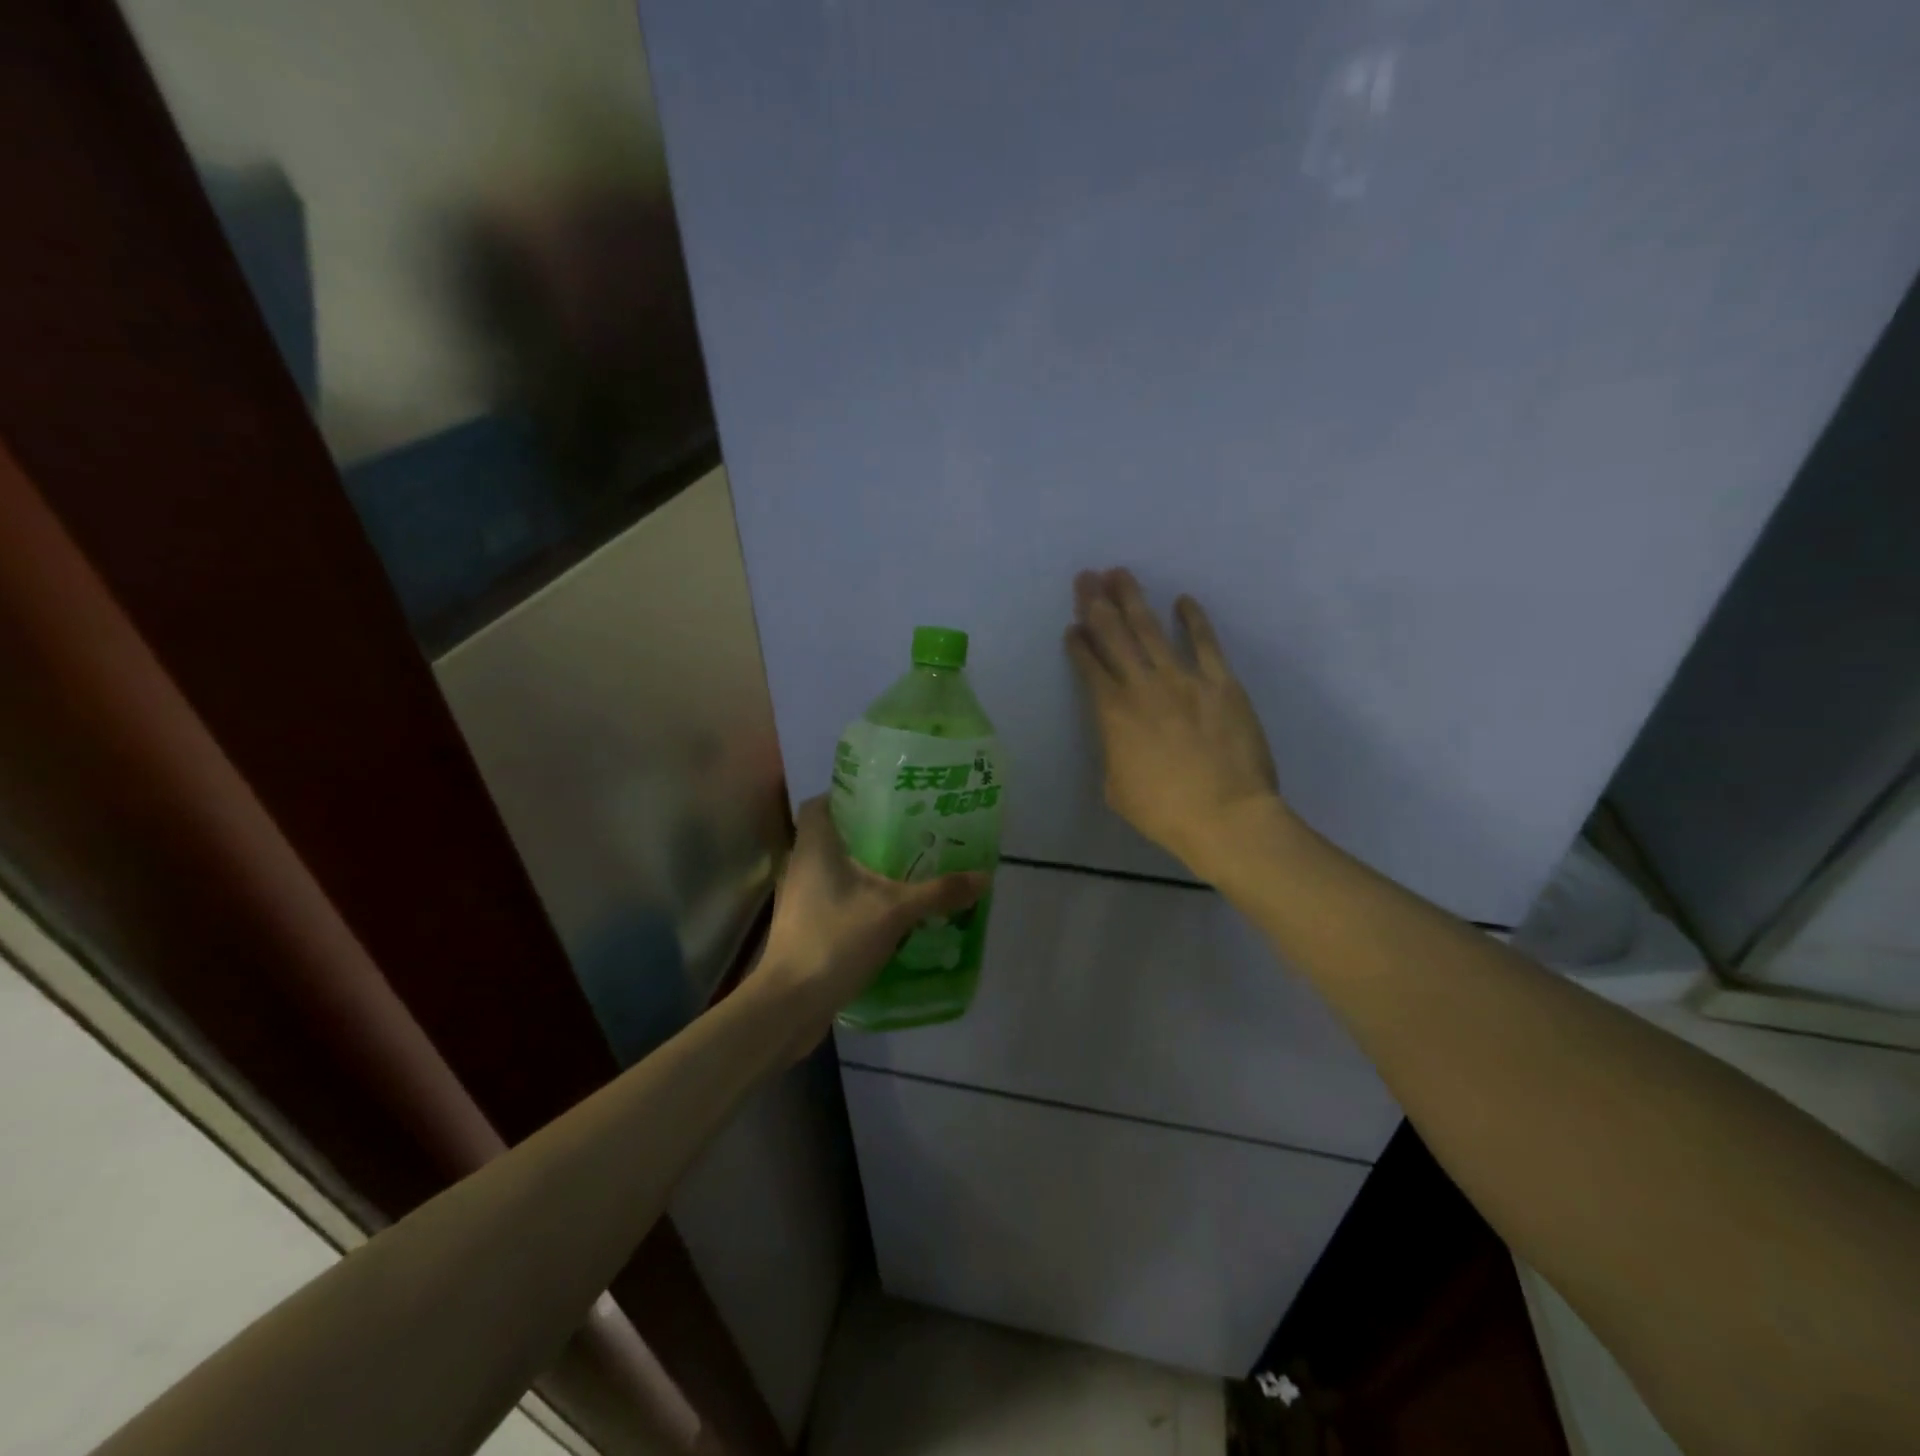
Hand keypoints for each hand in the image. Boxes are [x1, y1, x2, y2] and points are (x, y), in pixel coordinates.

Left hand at [754, 796, 986, 1043]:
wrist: (790, 1003)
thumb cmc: (835, 939)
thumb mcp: (895, 911)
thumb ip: (938, 892)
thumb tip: (984, 876)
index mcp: (815, 846)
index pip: (822, 802)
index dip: (849, 795)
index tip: (886, 798)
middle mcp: (802, 864)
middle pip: (833, 834)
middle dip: (869, 832)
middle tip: (910, 832)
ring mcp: (799, 897)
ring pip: (834, 869)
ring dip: (865, 867)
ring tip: (907, 868)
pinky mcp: (804, 925)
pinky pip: (834, 897)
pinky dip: (859, 896)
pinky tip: (890, 908)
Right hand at [1066, 569, 1289, 876]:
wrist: (1226, 816)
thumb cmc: (1164, 812)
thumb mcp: (1117, 788)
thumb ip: (1114, 753)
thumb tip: (1121, 738)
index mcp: (1113, 713)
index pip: (1090, 667)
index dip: (1079, 644)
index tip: (1072, 627)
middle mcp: (1143, 686)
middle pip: (1114, 636)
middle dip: (1096, 604)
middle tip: (1086, 576)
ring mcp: (1184, 679)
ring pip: (1152, 630)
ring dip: (1133, 599)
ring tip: (1119, 573)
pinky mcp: (1221, 683)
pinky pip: (1206, 643)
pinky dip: (1194, 619)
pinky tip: (1183, 600)